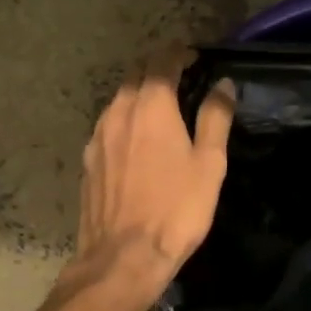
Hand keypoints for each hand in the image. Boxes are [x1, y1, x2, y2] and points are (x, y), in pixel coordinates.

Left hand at [68, 49, 235, 304]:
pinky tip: (137, 140)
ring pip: (118, 100)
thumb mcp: (209, 164)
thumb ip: (216, 118)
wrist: (123, 258)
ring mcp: (97, 136)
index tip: (194, 56)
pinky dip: (125, 120)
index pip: (162, 61)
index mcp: (151, 106)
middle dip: (157, 68)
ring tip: (160, 106)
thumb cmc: (176, 209)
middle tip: (180, 77)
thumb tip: (223, 84)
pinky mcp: (88, 160)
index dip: (179, 53)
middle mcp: (118, 112)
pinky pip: (108, 125)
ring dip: (139, 93)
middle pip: (135, 75)